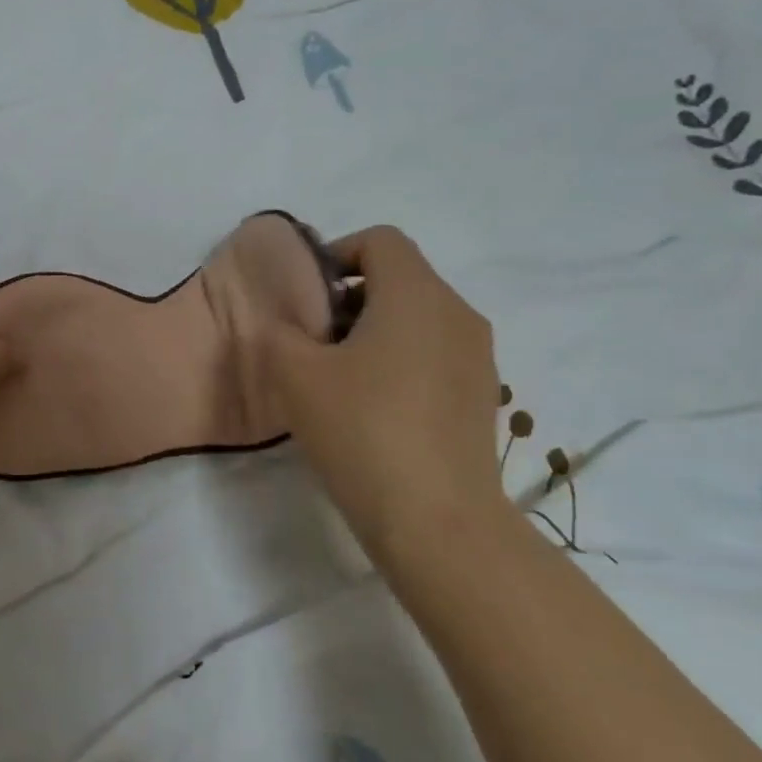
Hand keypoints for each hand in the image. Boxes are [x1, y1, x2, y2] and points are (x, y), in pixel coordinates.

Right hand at [258, 225, 507, 543]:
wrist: (437, 521)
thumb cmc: (362, 430)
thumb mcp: (295, 374)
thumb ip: (279, 331)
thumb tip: (285, 322)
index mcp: (417, 295)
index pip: (380, 241)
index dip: (335, 254)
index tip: (305, 298)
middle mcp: (457, 314)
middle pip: (399, 278)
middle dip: (348, 298)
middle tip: (311, 341)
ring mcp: (478, 357)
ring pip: (417, 318)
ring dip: (372, 331)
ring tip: (336, 378)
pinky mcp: (482, 396)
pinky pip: (434, 354)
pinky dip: (399, 361)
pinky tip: (371, 408)